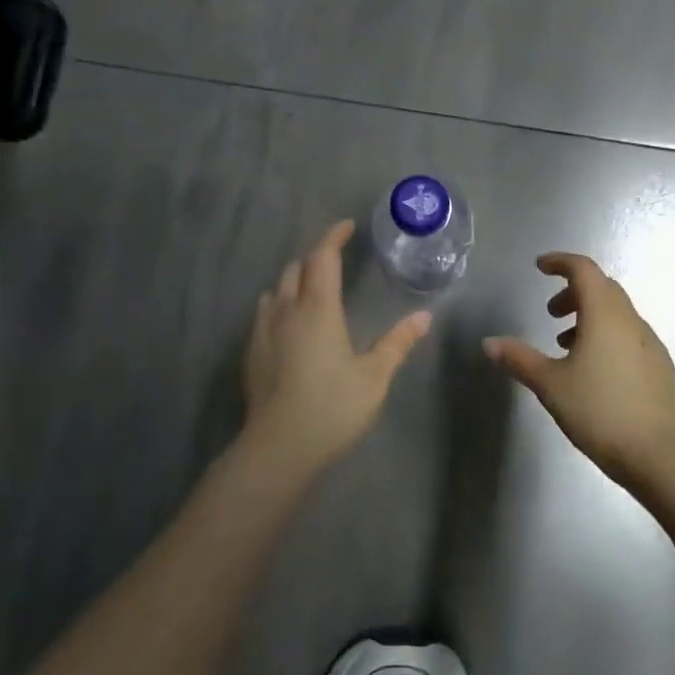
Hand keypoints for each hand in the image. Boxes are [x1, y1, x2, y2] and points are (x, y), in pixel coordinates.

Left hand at [242, 220, 430, 474]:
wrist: (279, 447)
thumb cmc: (333, 408)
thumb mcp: (374, 377)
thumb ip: (397, 343)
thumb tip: (423, 317)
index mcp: (318, 309)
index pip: (322, 258)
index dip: (334, 237)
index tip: (347, 227)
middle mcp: (286, 311)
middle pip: (296, 268)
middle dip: (315, 257)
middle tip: (336, 260)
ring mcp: (263, 331)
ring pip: (276, 289)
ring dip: (295, 279)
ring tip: (313, 288)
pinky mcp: (251, 352)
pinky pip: (264, 312)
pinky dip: (280, 303)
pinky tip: (290, 321)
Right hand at [484, 253, 674, 488]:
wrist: (655, 453)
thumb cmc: (598, 410)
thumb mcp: (550, 384)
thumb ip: (519, 359)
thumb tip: (489, 343)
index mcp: (604, 315)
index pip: (584, 270)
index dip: (561, 262)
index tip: (540, 267)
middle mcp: (630, 320)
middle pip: (602, 288)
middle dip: (573, 291)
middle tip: (550, 312)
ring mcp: (649, 343)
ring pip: (617, 313)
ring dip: (590, 316)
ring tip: (565, 344)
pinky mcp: (659, 366)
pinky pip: (628, 335)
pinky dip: (607, 336)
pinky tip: (594, 369)